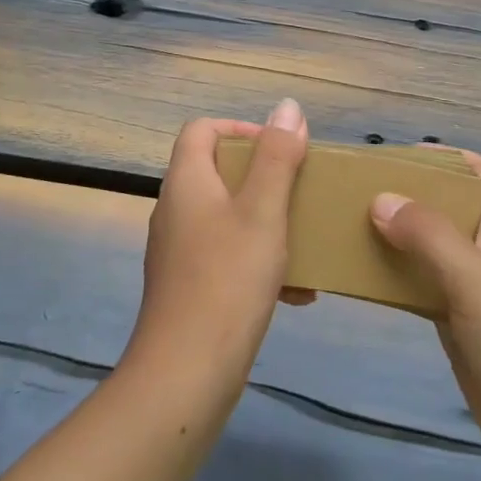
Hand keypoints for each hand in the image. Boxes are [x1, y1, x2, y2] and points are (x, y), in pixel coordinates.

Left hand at [126, 99, 310, 397]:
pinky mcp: (189, 287)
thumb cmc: (228, 279)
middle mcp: (176, 210)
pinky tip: (296, 292)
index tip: (281, 150)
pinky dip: (259, 261)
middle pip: (217, 172)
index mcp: (187, 182)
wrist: (187, 373)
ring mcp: (179, 251)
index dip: (241, 129)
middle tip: (300, 192)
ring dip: (267, 222)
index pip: (202, 130)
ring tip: (304, 239)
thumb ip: (277, 157)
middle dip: (264, 178)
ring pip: (227, 217)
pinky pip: (227, 256)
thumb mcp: (263, 211)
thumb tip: (288, 106)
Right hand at [371, 152, 480, 472]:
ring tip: (350, 224)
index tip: (398, 155)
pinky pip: (422, 285)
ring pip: (431, 247)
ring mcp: (474, 289)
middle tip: (360, 189)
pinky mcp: (459, 323)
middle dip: (410, 194)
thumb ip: (429, 235)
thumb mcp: (474, 278)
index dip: (446, 157)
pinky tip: (363, 275)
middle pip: (449, 207)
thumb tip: (381, 198)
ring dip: (398, 235)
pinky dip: (396, 276)